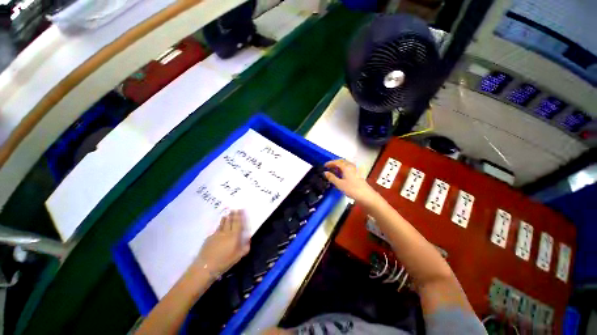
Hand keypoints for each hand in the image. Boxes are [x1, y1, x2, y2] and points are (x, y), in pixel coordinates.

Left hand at [194, 210, 249, 277]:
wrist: (205, 266)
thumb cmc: (224, 262)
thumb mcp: (238, 257)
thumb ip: (245, 247)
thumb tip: (249, 240)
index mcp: (234, 236)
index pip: (238, 222)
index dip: (239, 215)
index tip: (240, 209)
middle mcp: (226, 232)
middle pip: (230, 220)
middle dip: (233, 214)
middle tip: (234, 208)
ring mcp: (216, 234)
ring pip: (222, 223)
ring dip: (226, 217)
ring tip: (227, 213)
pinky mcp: (209, 237)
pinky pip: (217, 229)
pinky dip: (220, 225)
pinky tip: (220, 226)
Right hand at [324, 159, 377, 204]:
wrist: (366, 196)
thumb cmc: (352, 189)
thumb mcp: (340, 184)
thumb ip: (332, 178)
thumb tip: (325, 172)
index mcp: (346, 167)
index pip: (337, 162)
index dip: (330, 163)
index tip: (324, 165)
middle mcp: (351, 167)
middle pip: (342, 161)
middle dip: (335, 163)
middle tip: (329, 167)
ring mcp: (356, 170)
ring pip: (346, 165)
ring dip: (340, 166)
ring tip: (334, 170)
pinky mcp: (358, 175)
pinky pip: (349, 168)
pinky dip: (343, 169)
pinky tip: (341, 175)